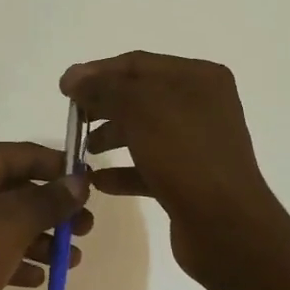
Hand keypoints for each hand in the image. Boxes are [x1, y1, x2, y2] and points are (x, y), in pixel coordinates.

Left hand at [0, 143, 92, 289]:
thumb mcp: (14, 222)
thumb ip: (50, 200)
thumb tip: (79, 179)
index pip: (27, 154)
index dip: (62, 169)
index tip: (93, 187)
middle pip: (17, 189)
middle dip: (54, 210)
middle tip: (85, 231)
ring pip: (4, 221)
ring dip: (39, 239)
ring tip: (71, 261)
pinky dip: (13, 258)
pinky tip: (37, 279)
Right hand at [60, 52, 285, 280]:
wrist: (225, 226)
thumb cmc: (185, 155)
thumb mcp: (140, 110)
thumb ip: (103, 88)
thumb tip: (73, 77)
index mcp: (198, 78)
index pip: (137, 64)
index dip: (97, 73)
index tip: (64, 89)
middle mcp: (201, 105)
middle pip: (139, 97)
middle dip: (102, 106)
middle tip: (72, 120)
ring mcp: (197, 144)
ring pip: (143, 132)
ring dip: (110, 138)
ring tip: (83, 152)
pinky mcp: (190, 179)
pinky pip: (149, 166)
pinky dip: (123, 171)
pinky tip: (99, 181)